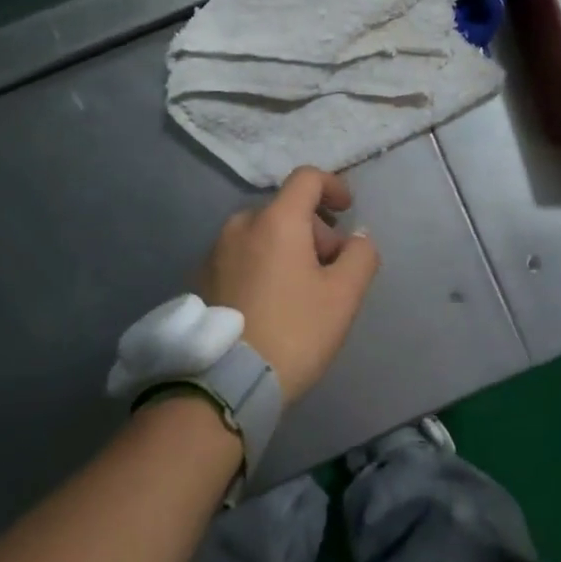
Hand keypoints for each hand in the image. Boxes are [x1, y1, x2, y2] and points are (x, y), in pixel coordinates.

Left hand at [196, 167, 380, 401]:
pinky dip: (262, 265)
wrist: (222, 384)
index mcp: (276, 220)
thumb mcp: (343, 297)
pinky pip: (241, 257)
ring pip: (262, 234)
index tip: (347, 210)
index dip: (333, 186)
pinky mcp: (199, 278)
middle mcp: (241, 225)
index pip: (307, 178)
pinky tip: (269, 306)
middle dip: (315, 232)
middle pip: (286, 210)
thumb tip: (358, 236)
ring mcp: (214, 251)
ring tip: (300, 293)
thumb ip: (361, 256)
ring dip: (287, 250)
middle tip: (330, 271)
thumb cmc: (292, 332)